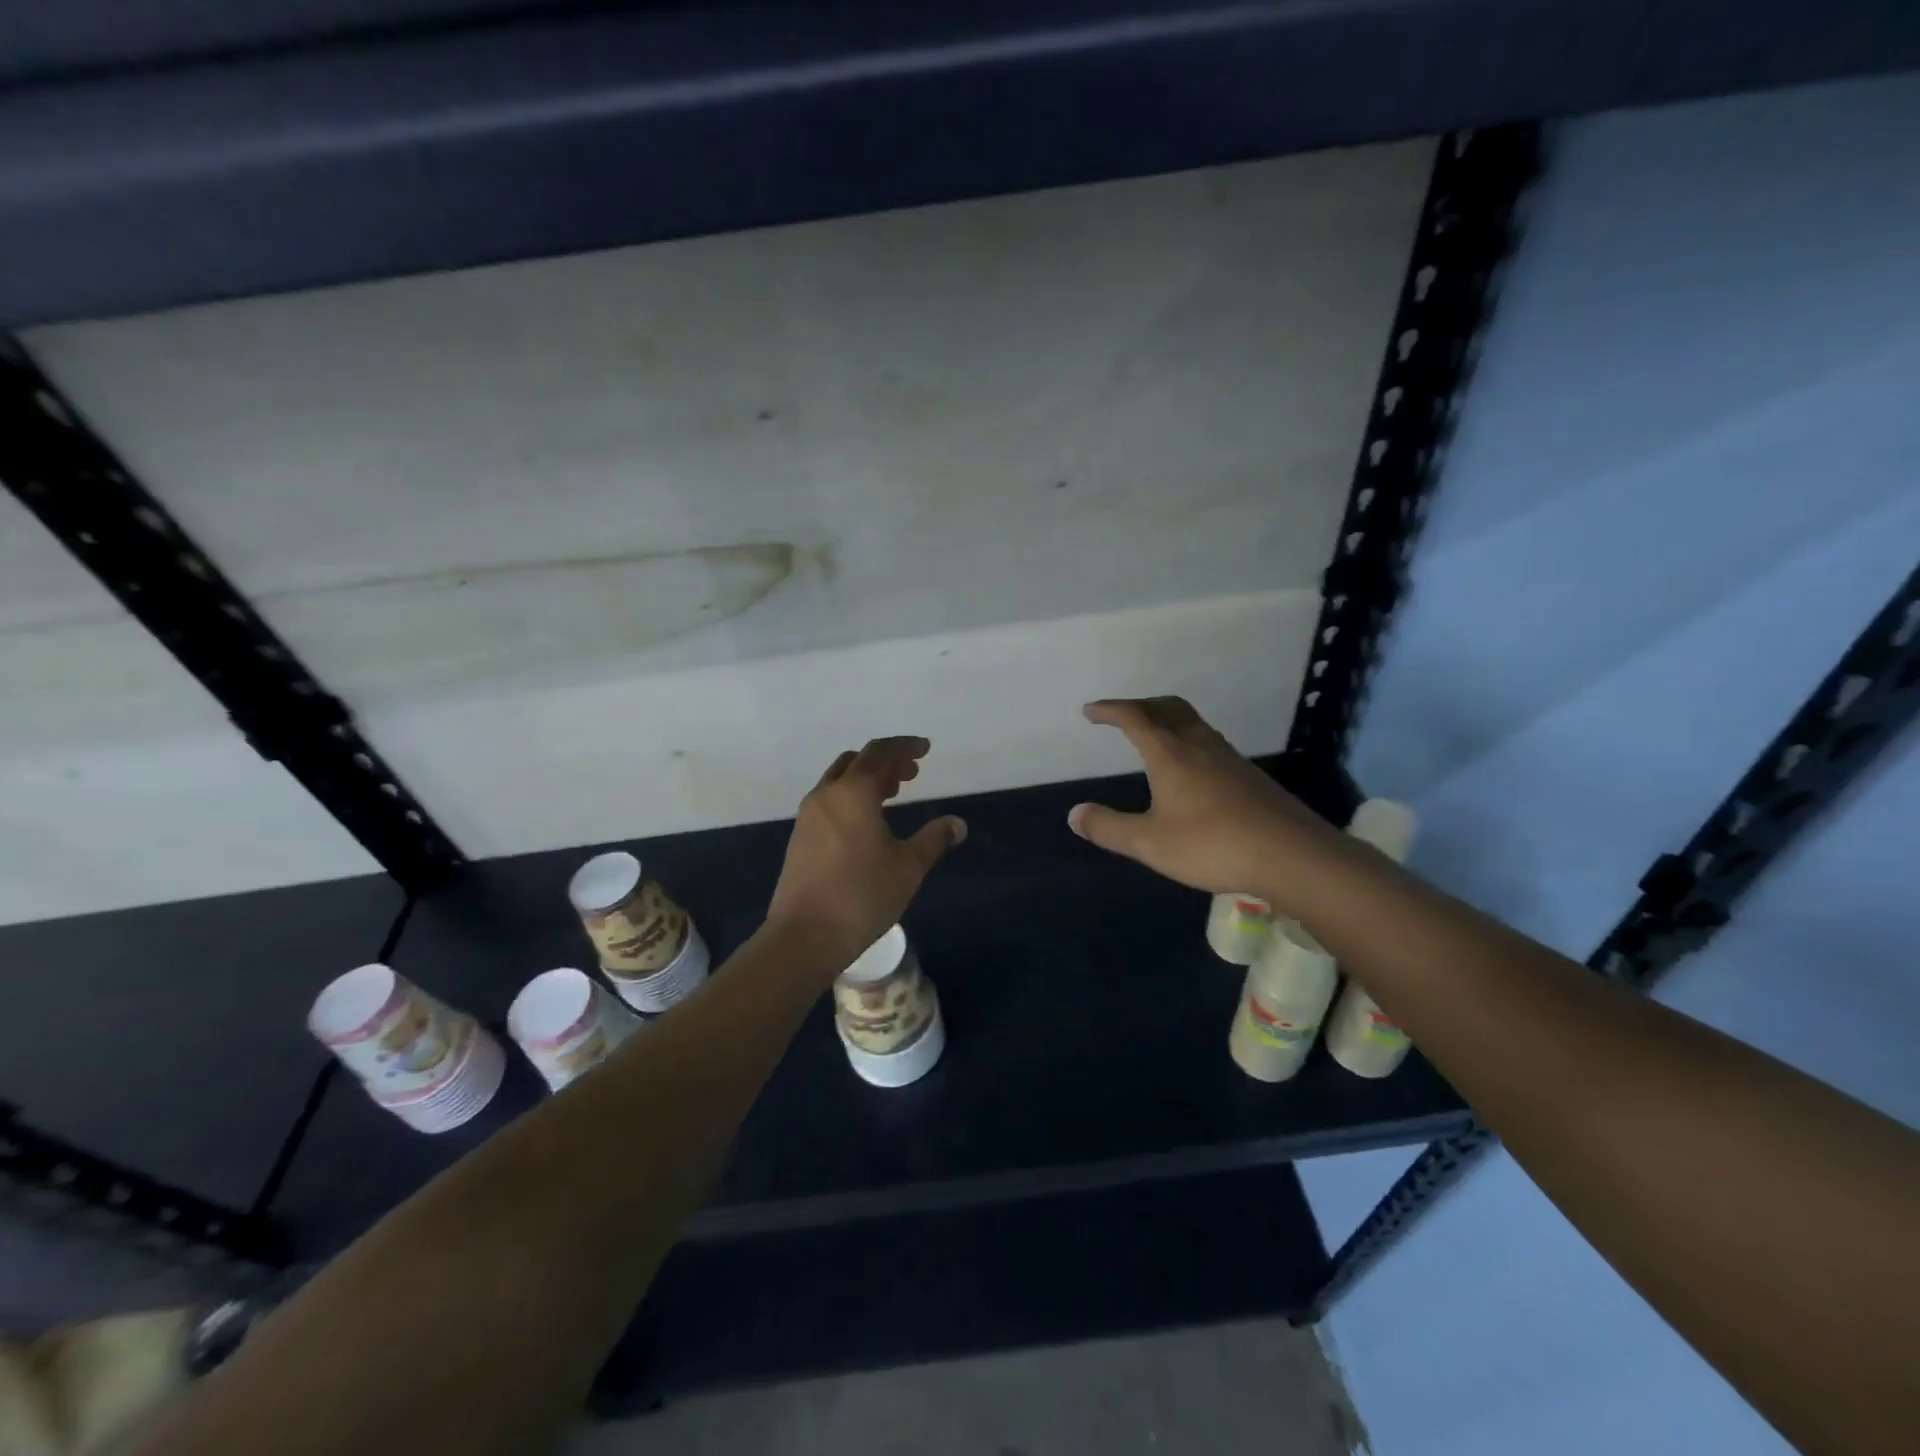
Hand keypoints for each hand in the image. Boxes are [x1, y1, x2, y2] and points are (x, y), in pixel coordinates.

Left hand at [765, 737, 966, 973]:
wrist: (804, 935)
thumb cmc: (862, 895)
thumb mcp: (908, 867)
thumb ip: (934, 839)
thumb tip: (958, 824)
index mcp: (853, 792)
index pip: (880, 753)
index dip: (905, 747)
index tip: (925, 749)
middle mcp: (827, 795)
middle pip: (857, 761)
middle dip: (886, 761)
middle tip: (912, 773)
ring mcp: (808, 816)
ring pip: (839, 781)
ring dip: (867, 779)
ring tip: (893, 792)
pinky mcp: (800, 837)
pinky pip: (829, 801)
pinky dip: (851, 797)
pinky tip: (867, 821)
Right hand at [1068, 697, 1342, 909]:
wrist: (1291, 855)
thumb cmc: (1212, 844)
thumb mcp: (1150, 843)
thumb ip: (1109, 828)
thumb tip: (1074, 814)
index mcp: (1170, 753)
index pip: (1134, 718)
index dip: (1110, 710)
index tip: (1091, 712)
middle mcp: (1199, 745)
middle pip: (1168, 708)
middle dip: (1140, 705)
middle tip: (1121, 714)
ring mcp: (1229, 758)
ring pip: (1193, 723)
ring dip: (1167, 720)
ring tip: (1153, 736)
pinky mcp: (1249, 776)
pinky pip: (1209, 743)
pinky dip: (1188, 740)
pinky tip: (1190, 770)